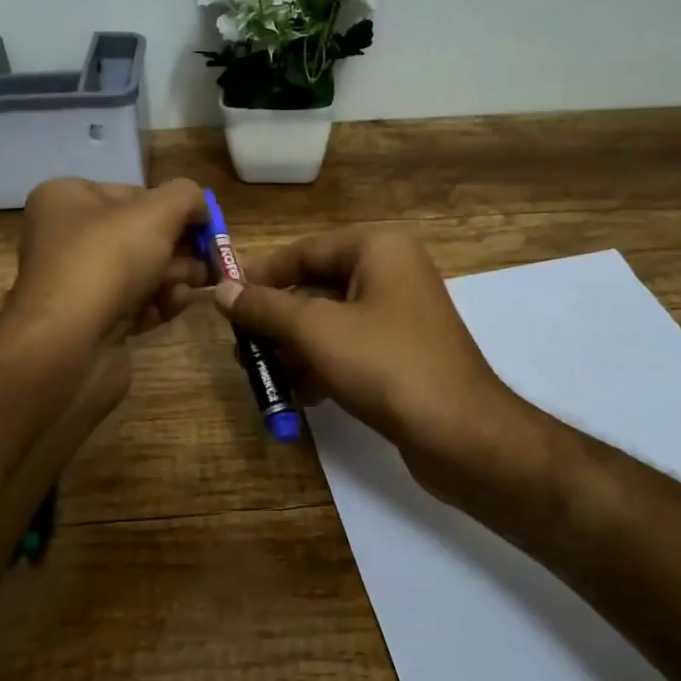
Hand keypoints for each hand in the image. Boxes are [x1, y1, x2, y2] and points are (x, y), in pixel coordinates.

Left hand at [2, 177, 210, 351]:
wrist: (68, 346)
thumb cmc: (108, 261)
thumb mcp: (156, 213)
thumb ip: (186, 198)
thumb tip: (201, 206)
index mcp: (67, 200)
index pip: (133, 194)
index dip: (174, 207)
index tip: (207, 225)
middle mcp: (66, 238)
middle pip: (139, 235)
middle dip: (180, 246)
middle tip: (212, 258)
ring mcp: (78, 284)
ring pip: (141, 272)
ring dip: (176, 275)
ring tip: (201, 283)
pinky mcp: (92, 322)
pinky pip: (135, 305)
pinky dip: (160, 304)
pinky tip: (177, 305)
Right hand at [214, 229, 516, 495]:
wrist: (459, 432)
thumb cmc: (384, 364)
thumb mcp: (314, 330)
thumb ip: (265, 307)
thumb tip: (221, 290)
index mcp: (377, 248)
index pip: (304, 250)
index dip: (261, 275)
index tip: (225, 300)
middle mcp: (392, 272)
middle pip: (316, 287)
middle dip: (277, 321)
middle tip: (241, 348)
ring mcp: (400, 315)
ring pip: (330, 322)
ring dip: (294, 348)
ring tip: (263, 375)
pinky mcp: (403, 353)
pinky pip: (350, 348)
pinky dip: (322, 366)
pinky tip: (299, 394)